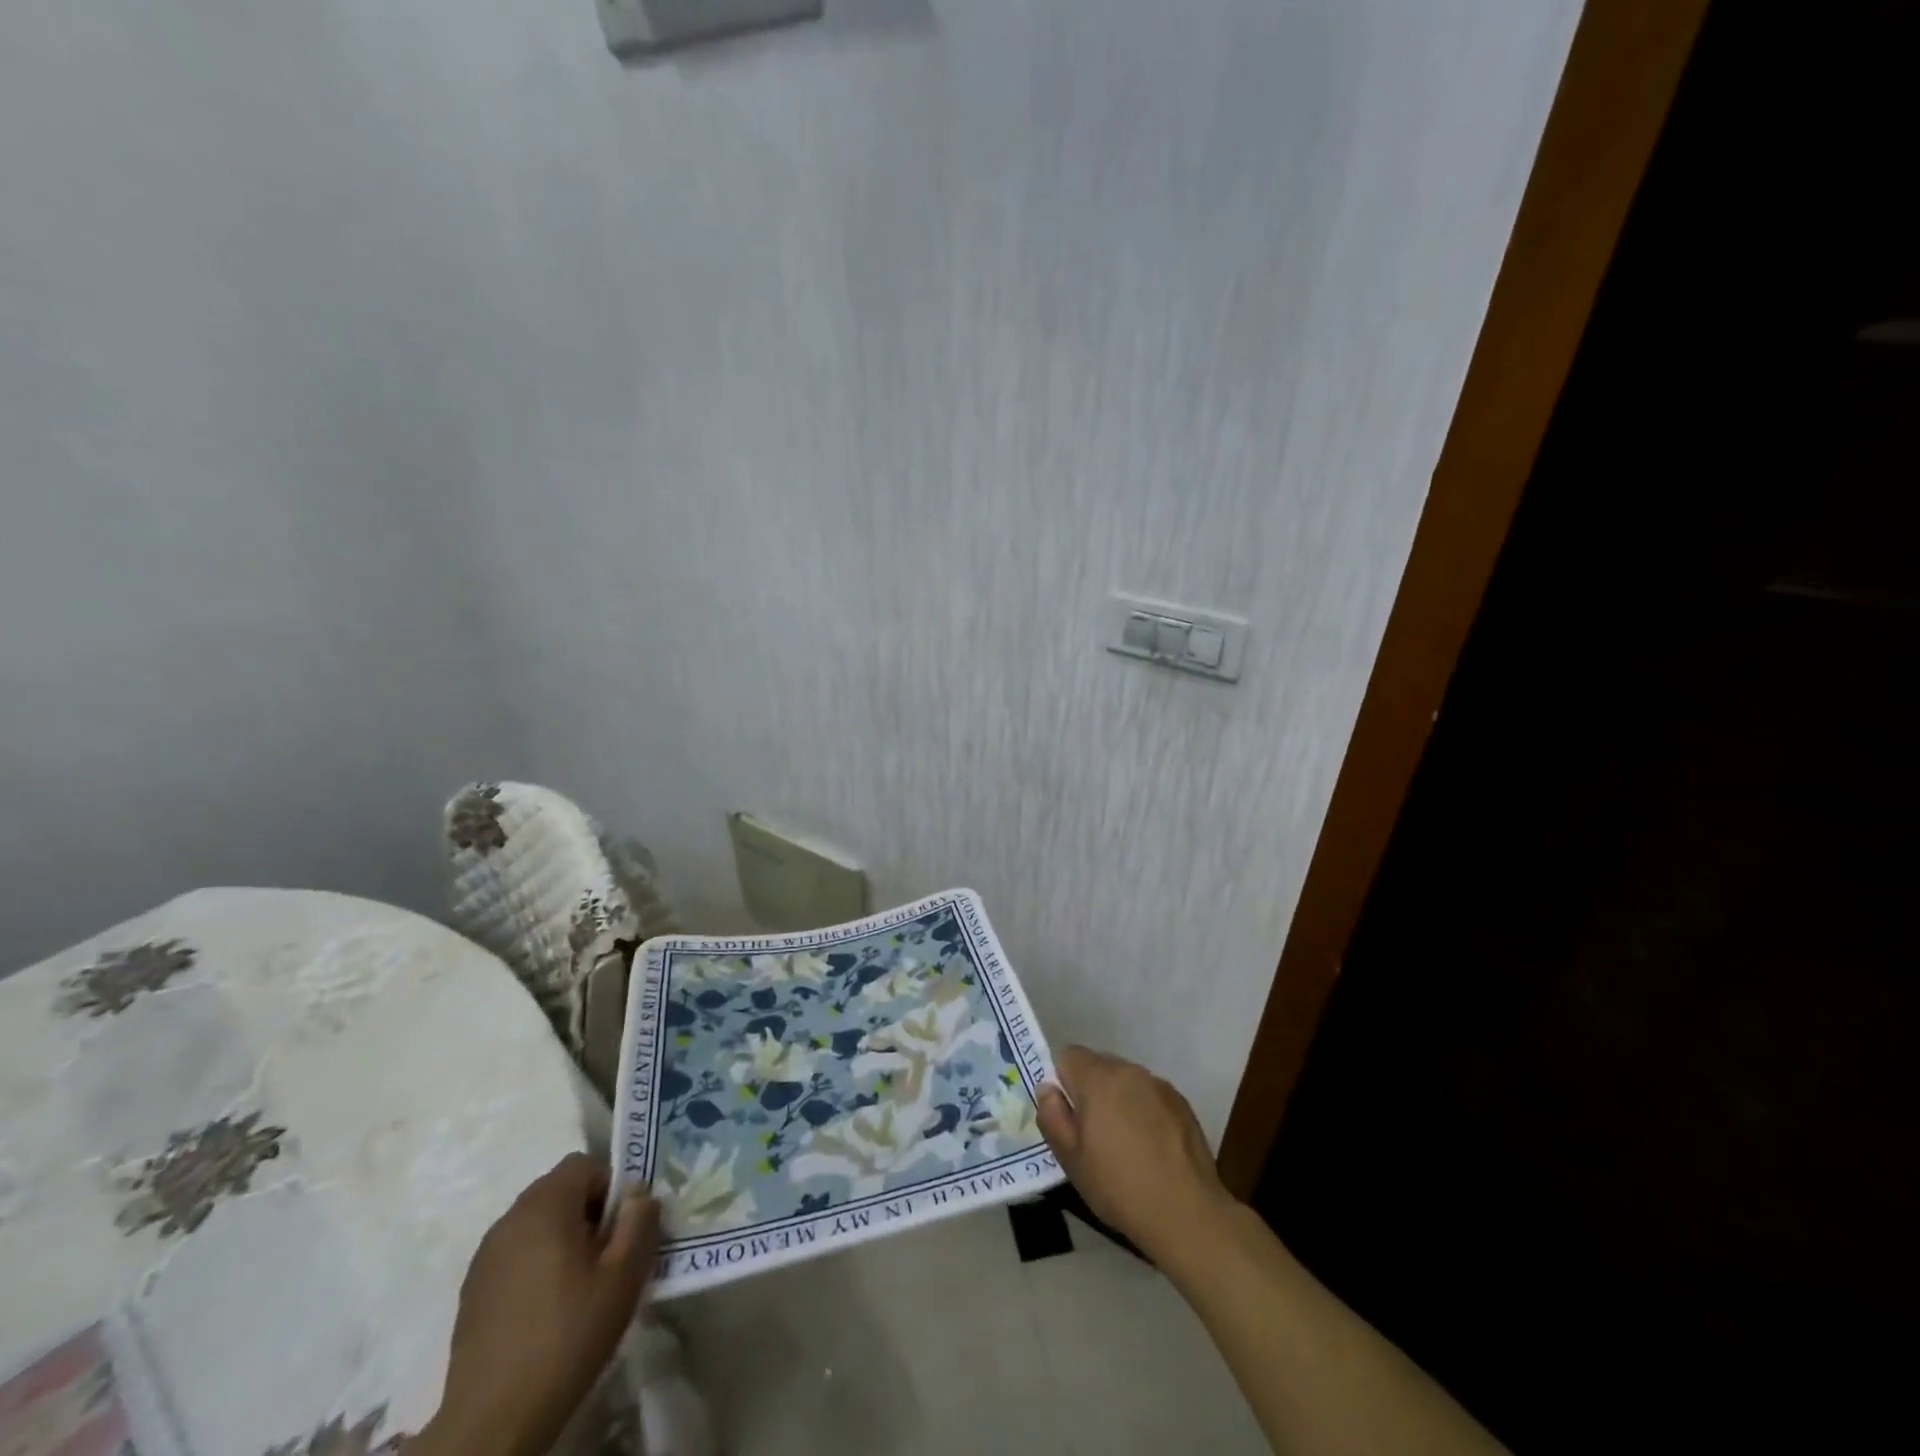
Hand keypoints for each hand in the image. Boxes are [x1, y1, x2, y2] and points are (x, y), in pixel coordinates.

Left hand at [423, 1154, 658, 1455]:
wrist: (493, 1421)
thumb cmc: (568, 1335)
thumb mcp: (624, 1275)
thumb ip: (640, 1220)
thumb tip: (639, 1192)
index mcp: (545, 1205)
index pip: (585, 1164)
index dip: (611, 1186)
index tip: (623, 1228)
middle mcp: (510, 1219)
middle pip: (559, 1190)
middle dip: (589, 1211)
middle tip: (608, 1255)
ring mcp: (485, 1256)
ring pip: (537, 1223)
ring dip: (563, 1237)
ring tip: (580, 1284)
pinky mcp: (472, 1290)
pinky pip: (516, 1253)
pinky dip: (537, 1264)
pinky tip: (547, 1309)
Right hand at [1036, 1046, 1234, 1262]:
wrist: (1187, 1214)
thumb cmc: (1120, 1188)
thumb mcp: (1071, 1160)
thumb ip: (1052, 1117)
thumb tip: (1048, 1089)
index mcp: (1098, 1079)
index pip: (1068, 1055)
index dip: (1063, 1083)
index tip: (1070, 1117)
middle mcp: (1129, 1071)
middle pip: (1098, 1065)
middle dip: (1090, 1090)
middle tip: (1094, 1134)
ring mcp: (1159, 1085)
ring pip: (1125, 1080)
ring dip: (1118, 1099)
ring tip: (1126, 1143)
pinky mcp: (1181, 1102)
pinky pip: (1150, 1094)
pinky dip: (1144, 1110)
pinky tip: (1151, 1147)